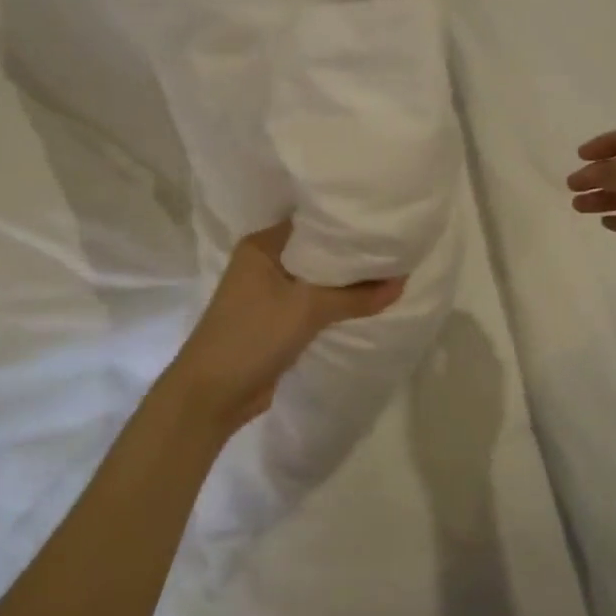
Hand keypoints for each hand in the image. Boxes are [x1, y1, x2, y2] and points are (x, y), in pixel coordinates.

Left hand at [162, 220, 406, 436]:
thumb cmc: (254, 335)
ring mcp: (267, 293)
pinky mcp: (274, 320)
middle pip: (315, 252)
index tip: (382, 222)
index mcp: (262, 245)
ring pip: (314, 280)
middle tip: (393, 247)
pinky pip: (311, 303)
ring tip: (388, 271)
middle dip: (349, 255)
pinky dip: (333, 303)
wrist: (213, 393)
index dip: (345, 224)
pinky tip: (364, 302)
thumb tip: (402, 282)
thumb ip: (356, 296)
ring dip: (343, 282)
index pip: (311, 223)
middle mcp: (263, 262)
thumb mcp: (308, 309)